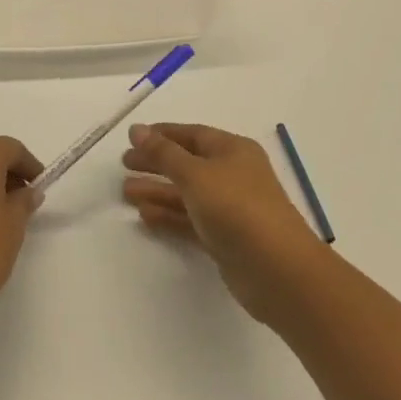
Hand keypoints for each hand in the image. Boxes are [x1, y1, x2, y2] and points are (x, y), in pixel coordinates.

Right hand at [122, 123, 329, 324]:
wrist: (277, 269)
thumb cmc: (236, 208)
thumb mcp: (195, 174)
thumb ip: (163, 153)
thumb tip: (136, 129)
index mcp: (232, 150)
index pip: (192, 134)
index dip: (161, 135)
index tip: (131, 138)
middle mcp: (233, 175)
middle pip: (187, 163)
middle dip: (156, 163)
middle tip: (123, 165)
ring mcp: (230, 208)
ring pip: (187, 194)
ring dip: (158, 191)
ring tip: (126, 192)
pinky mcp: (225, 238)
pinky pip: (190, 220)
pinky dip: (169, 216)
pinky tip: (144, 216)